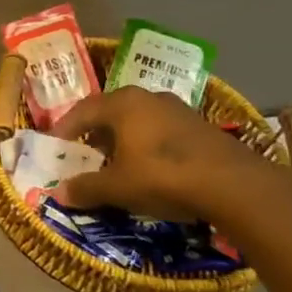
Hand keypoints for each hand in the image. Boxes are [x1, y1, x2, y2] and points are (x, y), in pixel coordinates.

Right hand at [53, 85, 276, 221]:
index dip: (65, 129)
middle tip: (85, 153)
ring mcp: (178, 109)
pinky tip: (151, 168)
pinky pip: (162, 131)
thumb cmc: (164, 176)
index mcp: (122, 104)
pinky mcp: (201, 127)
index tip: (55, 146)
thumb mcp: (118, 187)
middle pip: (111, 112)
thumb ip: (87, 188)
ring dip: (123, 139)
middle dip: (95, 133)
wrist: (236, 185)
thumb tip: (59, 194)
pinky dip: (148, 145)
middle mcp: (148, 97)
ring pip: (139, 121)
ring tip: (117, 162)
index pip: (82, 111)